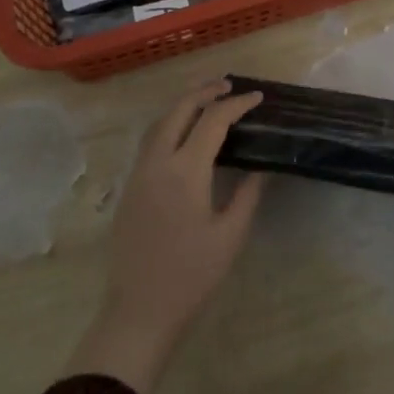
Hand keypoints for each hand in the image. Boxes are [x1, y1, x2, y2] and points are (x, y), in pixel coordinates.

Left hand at [64, 78, 265, 393]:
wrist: (140, 308)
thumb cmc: (192, 275)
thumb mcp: (230, 235)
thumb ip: (248, 194)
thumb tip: (262, 166)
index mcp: (185, 171)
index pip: (212, 121)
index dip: (236, 105)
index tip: (258, 98)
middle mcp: (157, 162)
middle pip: (178, 110)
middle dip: (204, 92)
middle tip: (229, 85)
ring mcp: (138, 173)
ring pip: (159, 123)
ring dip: (183, 105)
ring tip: (207, 99)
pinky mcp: (130, 187)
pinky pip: (150, 141)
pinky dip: (169, 124)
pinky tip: (184, 133)